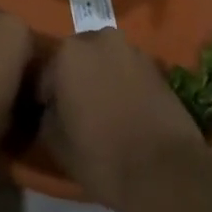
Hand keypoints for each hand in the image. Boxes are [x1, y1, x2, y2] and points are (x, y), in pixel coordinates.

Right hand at [38, 29, 204, 210]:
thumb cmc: (101, 156)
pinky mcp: (157, 67)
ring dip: (102, 77)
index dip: (46, 96)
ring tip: (104, 111)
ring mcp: (132, 50)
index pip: (47, 72)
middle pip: (78, 58)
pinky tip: (126, 111)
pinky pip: (129, 71)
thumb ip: (47, 115)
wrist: (164, 171)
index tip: (49, 115)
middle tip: (77, 110)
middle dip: (76, 78)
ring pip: (106, 61)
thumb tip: (51, 108)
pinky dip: (124, 84)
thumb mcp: (56, 142)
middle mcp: (100, 39)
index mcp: (69, 52)